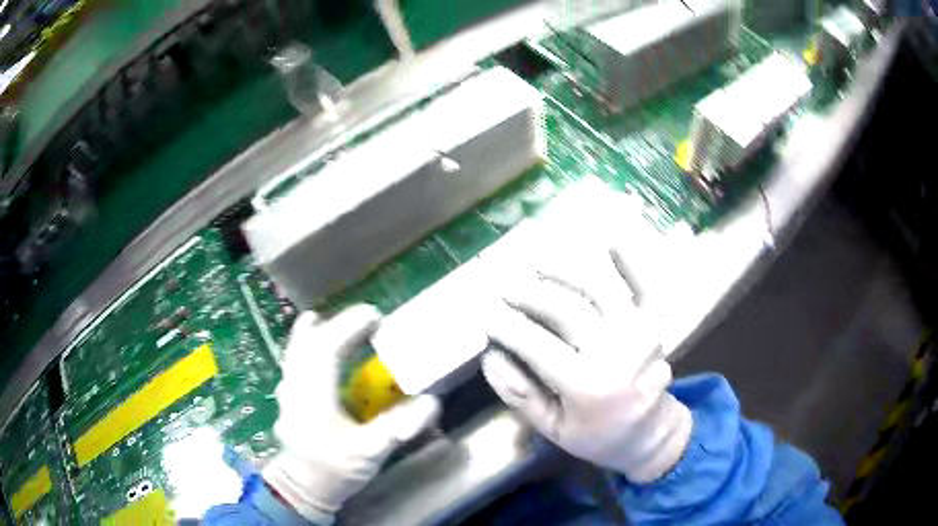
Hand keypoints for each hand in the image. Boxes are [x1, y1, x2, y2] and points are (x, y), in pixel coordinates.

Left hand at [263, 305, 440, 523]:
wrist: (304, 488)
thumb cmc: (335, 470)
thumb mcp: (371, 452)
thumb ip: (399, 427)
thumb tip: (432, 402)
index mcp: (314, 394)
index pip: (327, 347)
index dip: (350, 326)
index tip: (376, 316)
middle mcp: (296, 386)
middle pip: (309, 342)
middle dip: (335, 325)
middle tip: (364, 319)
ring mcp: (288, 392)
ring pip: (295, 351)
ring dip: (313, 333)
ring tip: (326, 319)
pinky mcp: (288, 400)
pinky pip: (293, 363)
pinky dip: (303, 348)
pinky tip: (310, 349)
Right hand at [482, 244, 691, 482]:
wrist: (651, 433)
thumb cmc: (599, 436)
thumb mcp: (553, 430)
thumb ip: (521, 396)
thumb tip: (490, 357)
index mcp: (588, 386)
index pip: (537, 346)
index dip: (507, 326)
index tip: (486, 314)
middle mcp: (616, 352)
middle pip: (565, 310)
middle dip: (528, 295)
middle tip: (504, 287)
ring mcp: (639, 331)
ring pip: (598, 288)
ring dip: (565, 269)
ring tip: (538, 261)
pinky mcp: (654, 321)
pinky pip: (645, 284)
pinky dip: (630, 259)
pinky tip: (610, 237)